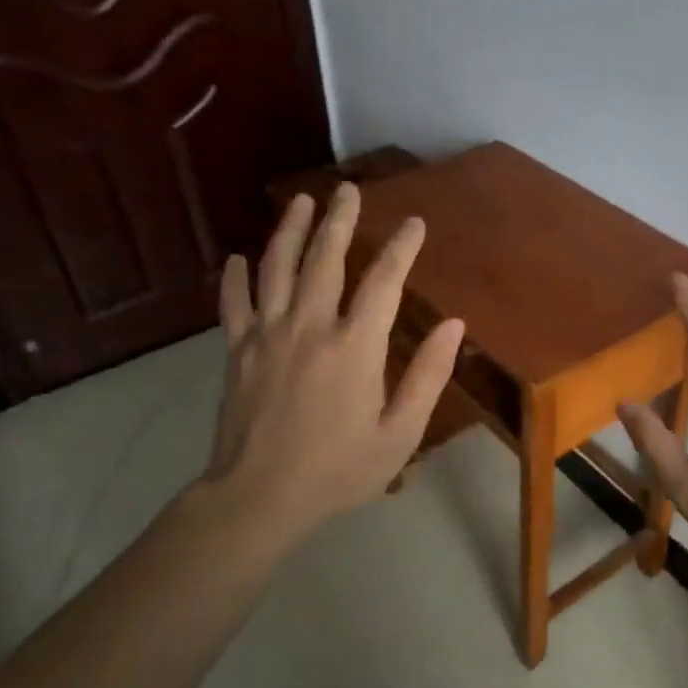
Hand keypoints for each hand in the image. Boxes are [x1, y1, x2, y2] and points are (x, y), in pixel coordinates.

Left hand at [203, 185, 463, 539]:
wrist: (258, 498)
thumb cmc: (339, 470)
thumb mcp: (400, 433)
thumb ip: (428, 375)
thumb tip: (454, 325)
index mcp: (355, 346)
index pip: (384, 281)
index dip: (401, 247)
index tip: (413, 223)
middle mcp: (310, 326)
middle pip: (325, 258)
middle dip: (340, 219)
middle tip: (347, 189)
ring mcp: (267, 334)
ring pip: (277, 267)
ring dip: (290, 230)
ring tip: (301, 201)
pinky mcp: (236, 350)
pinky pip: (234, 303)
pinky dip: (235, 277)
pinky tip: (238, 258)